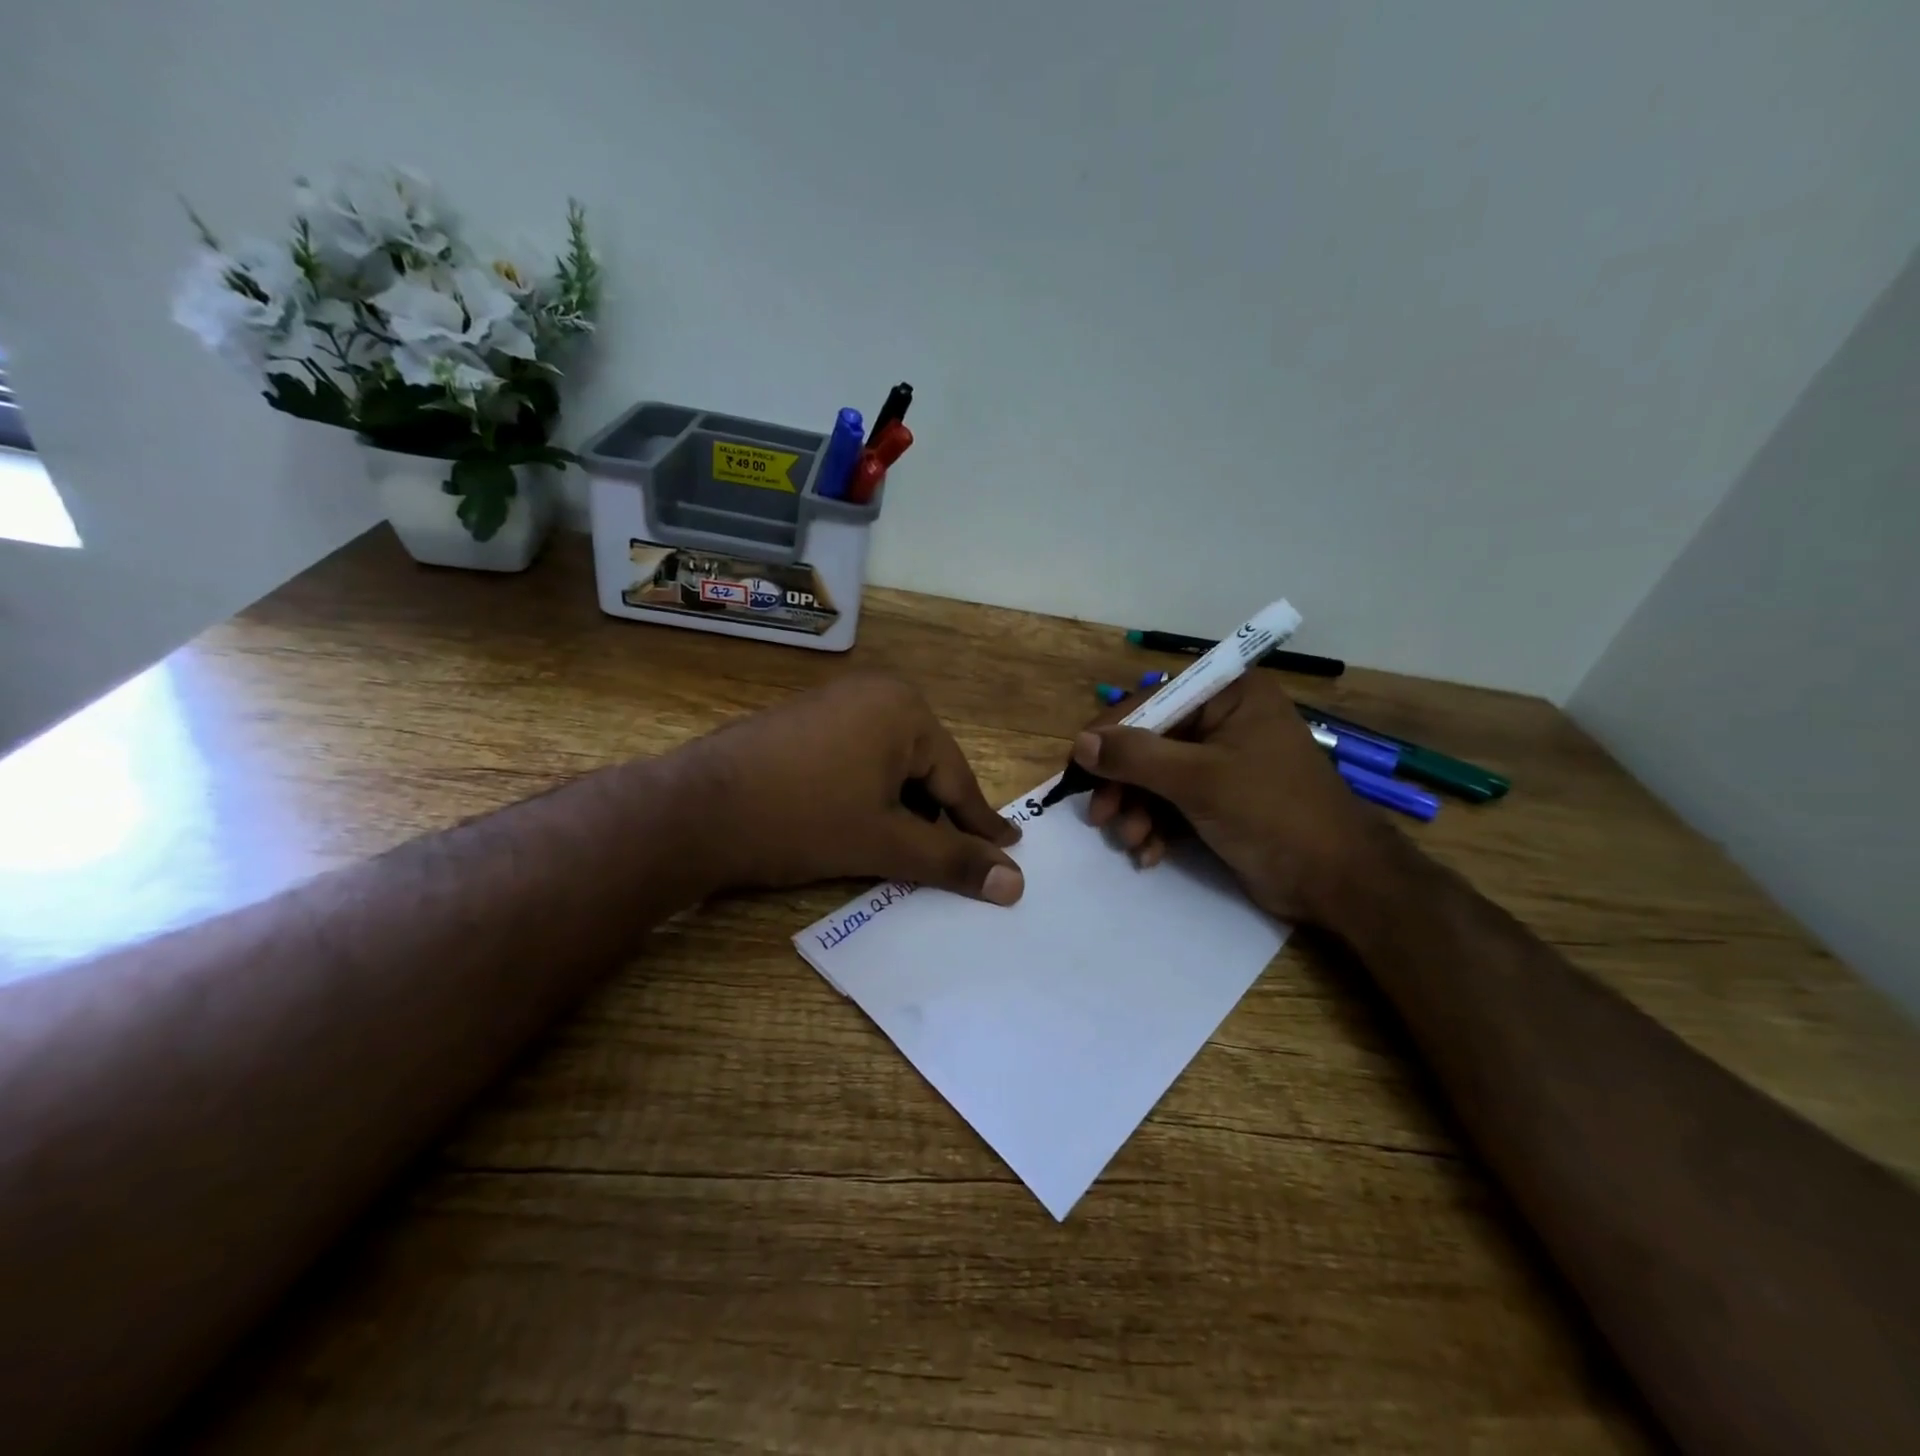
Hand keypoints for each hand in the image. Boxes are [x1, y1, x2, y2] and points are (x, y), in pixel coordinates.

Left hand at [677, 676, 1023, 903]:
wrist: (695, 811)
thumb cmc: (802, 820)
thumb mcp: (885, 843)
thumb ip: (953, 860)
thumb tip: (1016, 883)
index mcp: (905, 710)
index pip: (957, 778)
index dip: (981, 823)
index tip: (1011, 846)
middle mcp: (874, 693)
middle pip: (925, 768)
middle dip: (939, 815)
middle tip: (958, 856)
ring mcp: (835, 703)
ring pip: (890, 766)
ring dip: (903, 807)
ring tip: (909, 848)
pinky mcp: (805, 721)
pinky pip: (858, 758)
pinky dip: (870, 793)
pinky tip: (863, 823)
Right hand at [1077, 673, 1397, 924]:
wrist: (1336, 881)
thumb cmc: (1272, 813)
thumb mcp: (1199, 780)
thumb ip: (1136, 757)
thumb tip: (1081, 743)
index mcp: (1229, 695)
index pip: (1152, 701)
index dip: (1111, 734)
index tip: (1079, 768)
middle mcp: (1224, 720)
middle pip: (1150, 742)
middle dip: (1124, 784)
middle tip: (1100, 817)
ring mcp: (1222, 761)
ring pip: (1156, 776)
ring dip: (1137, 811)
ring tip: (1132, 840)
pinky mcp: (1220, 798)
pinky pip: (1172, 802)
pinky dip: (1156, 826)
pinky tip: (1150, 853)